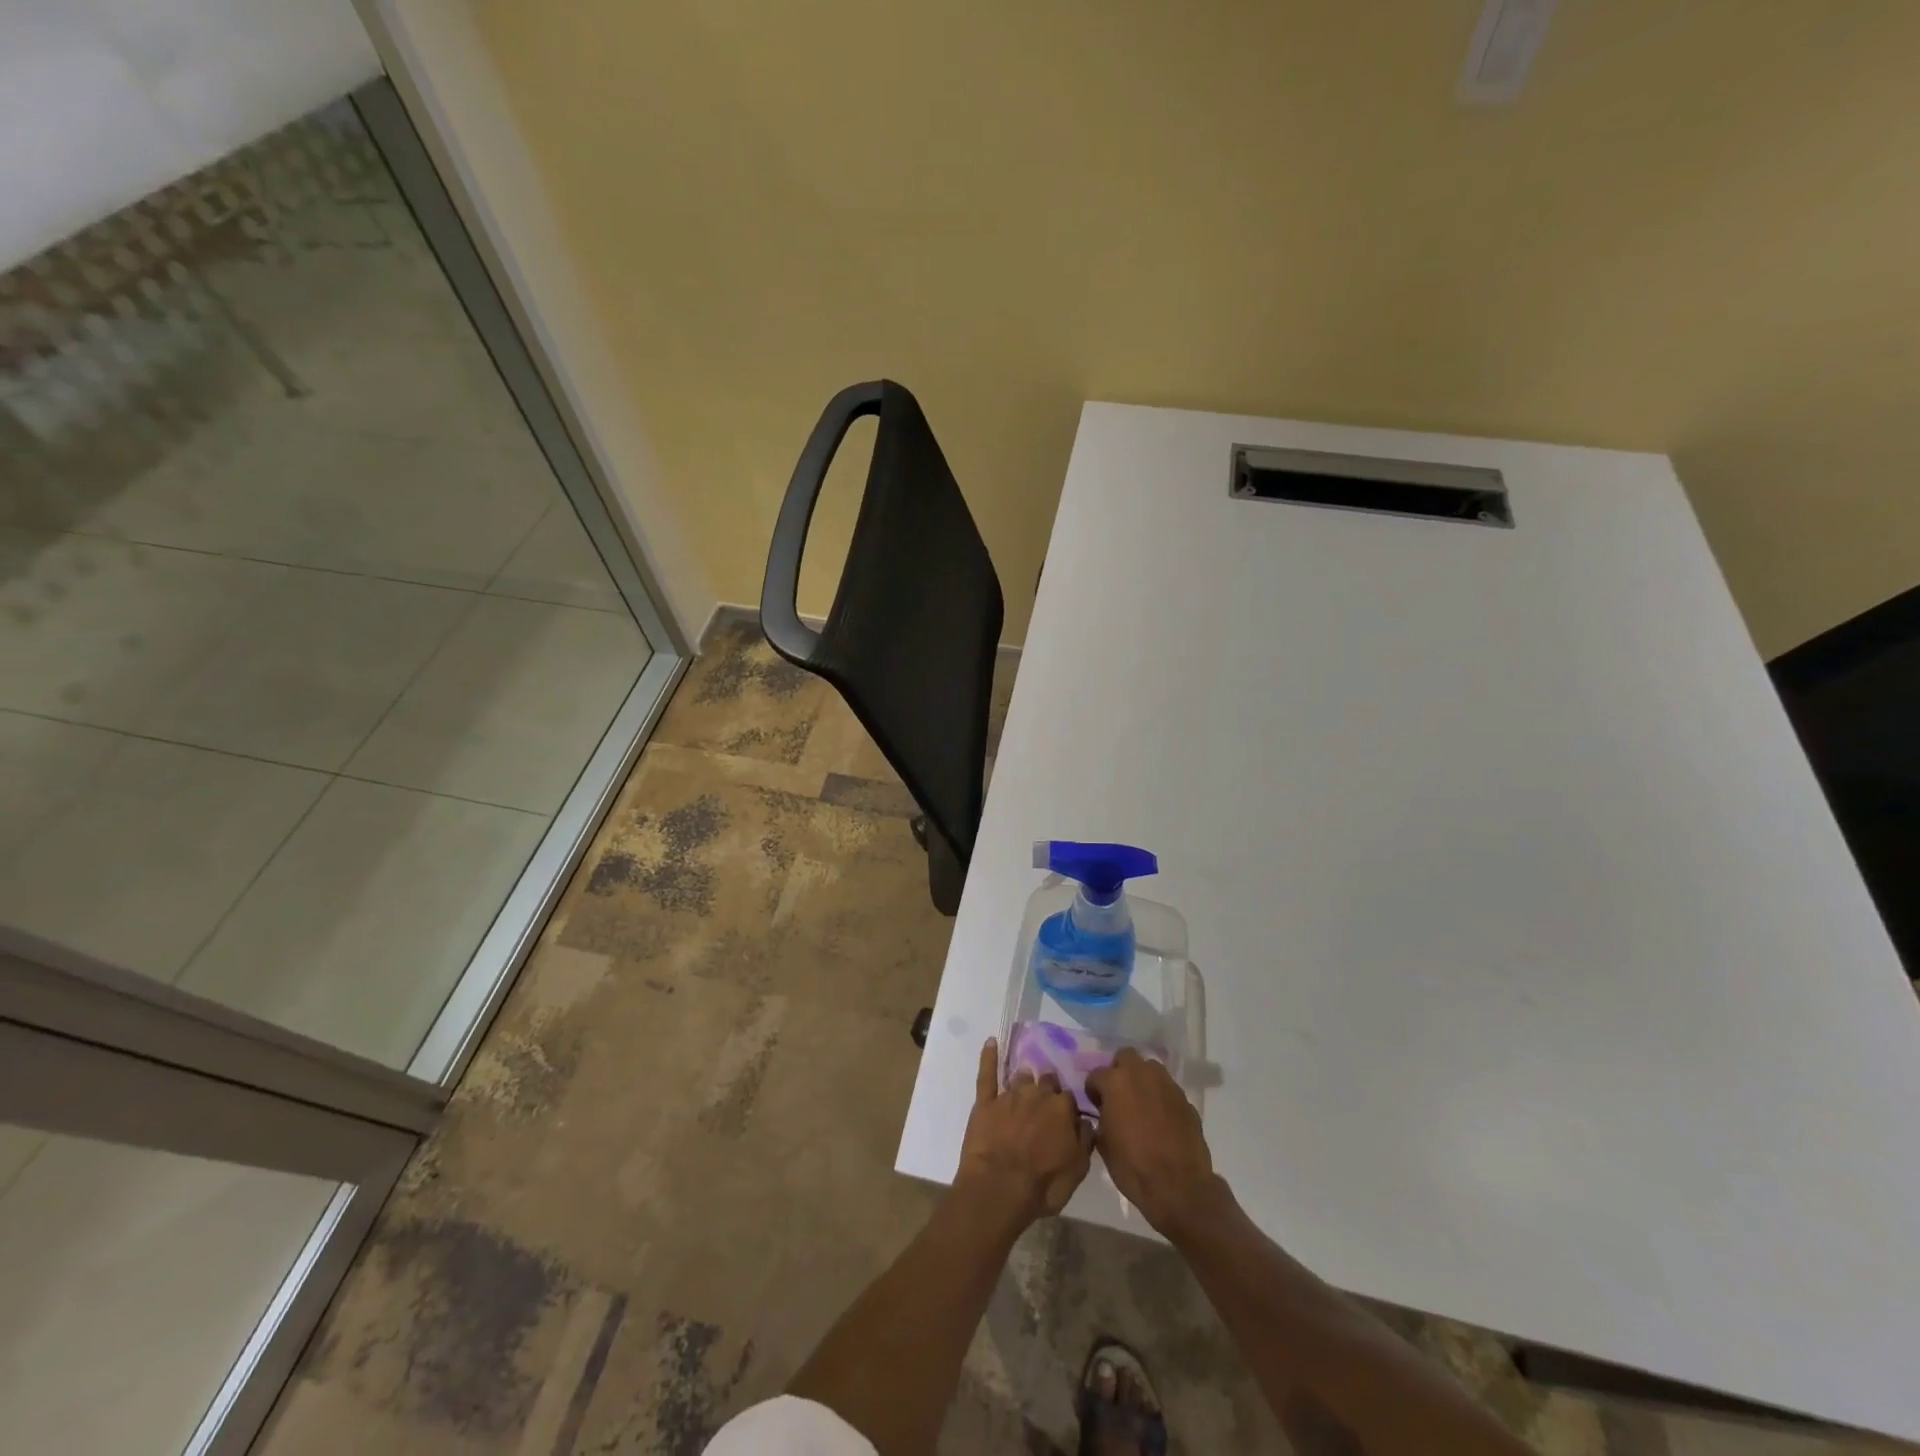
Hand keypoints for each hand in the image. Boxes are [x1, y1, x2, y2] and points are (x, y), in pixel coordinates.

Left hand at [955, 1038, 1092, 1223]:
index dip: (1066, 1108)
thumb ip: (1085, 1140)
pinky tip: (991, 1042)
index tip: (1065, 1118)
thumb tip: (1086, 1121)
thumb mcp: (1077, 1170)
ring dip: (1025, 1081)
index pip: (1069, 1098)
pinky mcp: (986, 1102)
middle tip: (1045, 1105)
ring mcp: (1010, 1095)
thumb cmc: (1043, 1184)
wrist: (999, 1188)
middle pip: (1046, 1081)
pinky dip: (989, 1056)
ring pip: (1021, 1077)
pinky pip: (987, 1073)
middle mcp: (1037, 1094)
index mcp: (1062, 1108)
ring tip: (1025, 1088)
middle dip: (1047, 1090)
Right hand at [1086, 1048, 1229, 1238]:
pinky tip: (1161, 1120)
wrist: (1178, 1186)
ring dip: (1142, 1080)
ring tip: (1141, 1105)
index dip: (1093, 1091)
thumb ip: (1101, 1117)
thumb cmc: (1132, 1165)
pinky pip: (1167, 1090)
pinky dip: (1161, 1098)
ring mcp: (1166, 1084)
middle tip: (1119, 1096)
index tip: (1096, 1106)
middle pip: (1125, 1057)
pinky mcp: (1185, 1099)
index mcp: (1115, 1082)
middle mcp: (1141, 1074)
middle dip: (1119, 1071)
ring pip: (1150, 1069)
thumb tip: (1104, 1112)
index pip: (1096, 1075)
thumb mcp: (1103, 1143)